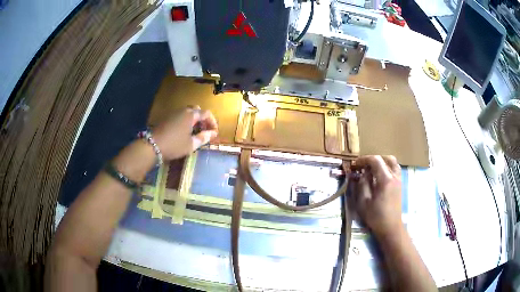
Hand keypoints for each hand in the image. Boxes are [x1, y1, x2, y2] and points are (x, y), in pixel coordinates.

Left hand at [152, 107, 217, 160]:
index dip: (213, 122)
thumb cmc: (174, 145)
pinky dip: (186, 121)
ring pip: (188, 112)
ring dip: (195, 120)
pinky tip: (185, 132)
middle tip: (204, 131)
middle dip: (203, 120)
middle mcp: (184, 110)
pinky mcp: (168, 118)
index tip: (214, 133)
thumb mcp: (191, 144)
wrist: (152, 146)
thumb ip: (204, 137)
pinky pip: (181, 116)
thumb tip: (213, 133)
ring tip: (195, 133)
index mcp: (191, 115)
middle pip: (197, 110)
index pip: (207, 114)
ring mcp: (174, 113)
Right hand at [350, 155, 402, 238]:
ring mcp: (399, 180)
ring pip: (392, 162)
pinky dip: (387, 167)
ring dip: (381, 162)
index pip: (375, 160)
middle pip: (386, 158)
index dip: (364, 159)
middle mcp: (394, 176)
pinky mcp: (400, 185)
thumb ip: (362, 184)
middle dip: (373, 159)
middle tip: (364, 166)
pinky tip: (379, 176)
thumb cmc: (375, 216)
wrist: (390, 227)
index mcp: (385, 179)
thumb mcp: (363, 202)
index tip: (355, 164)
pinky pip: (394, 169)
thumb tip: (362, 173)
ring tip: (372, 169)